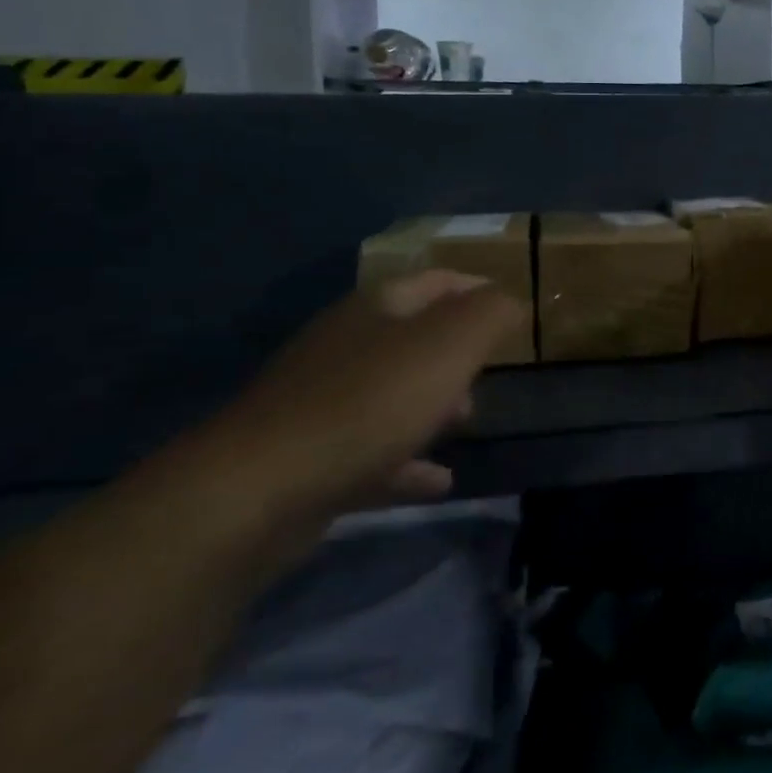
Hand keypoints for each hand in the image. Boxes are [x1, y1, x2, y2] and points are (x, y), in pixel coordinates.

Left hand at [187, 270, 526, 520]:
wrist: (259, 492)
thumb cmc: (369, 403)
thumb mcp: (450, 345)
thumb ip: (491, 314)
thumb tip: (510, 301)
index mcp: (375, 309)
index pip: (436, 280)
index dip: (477, 288)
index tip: (512, 308)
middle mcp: (344, 347)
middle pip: (412, 337)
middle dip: (456, 353)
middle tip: (490, 372)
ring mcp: (321, 404)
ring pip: (391, 394)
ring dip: (432, 405)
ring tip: (467, 422)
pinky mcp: (310, 458)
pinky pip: (374, 452)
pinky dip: (408, 462)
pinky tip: (438, 482)